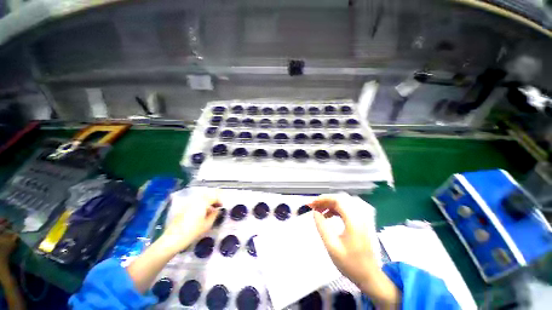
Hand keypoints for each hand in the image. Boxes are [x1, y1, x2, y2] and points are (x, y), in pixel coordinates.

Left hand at [159, 191, 219, 253]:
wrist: (172, 239)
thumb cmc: (192, 232)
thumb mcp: (207, 224)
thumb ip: (214, 214)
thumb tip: (217, 210)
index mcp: (203, 202)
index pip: (214, 196)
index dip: (220, 200)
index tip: (222, 206)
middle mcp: (195, 200)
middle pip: (207, 195)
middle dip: (214, 199)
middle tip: (218, 206)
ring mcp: (188, 203)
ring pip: (201, 198)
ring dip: (207, 202)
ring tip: (210, 210)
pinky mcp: (183, 208)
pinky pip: (195, 203)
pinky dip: (201, 205)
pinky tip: (201, 213)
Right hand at [309, 195, 399, 308]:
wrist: (369, 277)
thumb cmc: (350, 263)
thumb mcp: (332, 246)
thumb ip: (322, 227)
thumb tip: (315, 212)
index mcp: (353, 221)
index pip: (338, 200)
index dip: (323, 199)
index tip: (312, 203)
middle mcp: (358, 216)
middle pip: (340, 200)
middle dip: (325, 200)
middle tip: (313, 206)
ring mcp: (360, 219)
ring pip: (342, 204)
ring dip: (329, 204)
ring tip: (318, 210)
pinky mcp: (359, 223)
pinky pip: (345, 210)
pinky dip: (334, 209)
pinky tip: (327, 216)